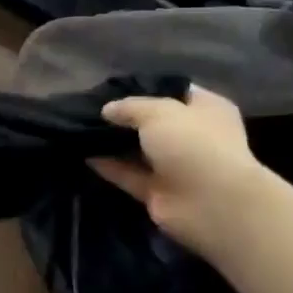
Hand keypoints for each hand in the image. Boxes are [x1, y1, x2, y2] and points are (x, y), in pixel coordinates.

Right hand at [91, 85, 268, 259]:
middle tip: (90, 109)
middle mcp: (193, 136)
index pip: (174, 92)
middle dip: (125, 117)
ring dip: (114, 143)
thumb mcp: (158, 112)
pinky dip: (110, 167)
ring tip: (80, 129)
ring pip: (139, 150)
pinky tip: (84, 154)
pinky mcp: (159, 192)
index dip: (146, 89)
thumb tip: (107, 110)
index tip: (114, 89)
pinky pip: (130, 175)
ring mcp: (176, 166)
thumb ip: (129, 107)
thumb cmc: (193, 143)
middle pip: (154, 123)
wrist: (212, 203)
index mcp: (205, 109)